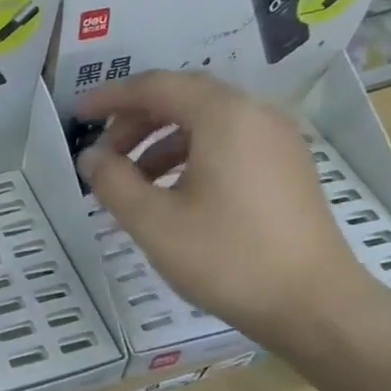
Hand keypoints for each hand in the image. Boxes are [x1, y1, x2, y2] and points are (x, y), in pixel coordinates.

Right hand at [78, 70, 375, 346]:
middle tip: (104, 153)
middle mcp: (256, 115)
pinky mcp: (287, 167)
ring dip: (161, 140)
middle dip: (135, 119)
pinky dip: (190, 154)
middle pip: (184, 97)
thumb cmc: (227, 258)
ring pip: (207, 121)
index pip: (156, 86)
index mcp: (224, 116)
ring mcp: (278, 141)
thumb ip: (113, 182)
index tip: (77, 115)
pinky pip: (229, 142)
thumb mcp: (154, 222)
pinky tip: (172, 192)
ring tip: (132, 180)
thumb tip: (90, 157)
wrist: (313, 304)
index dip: (110, 97)